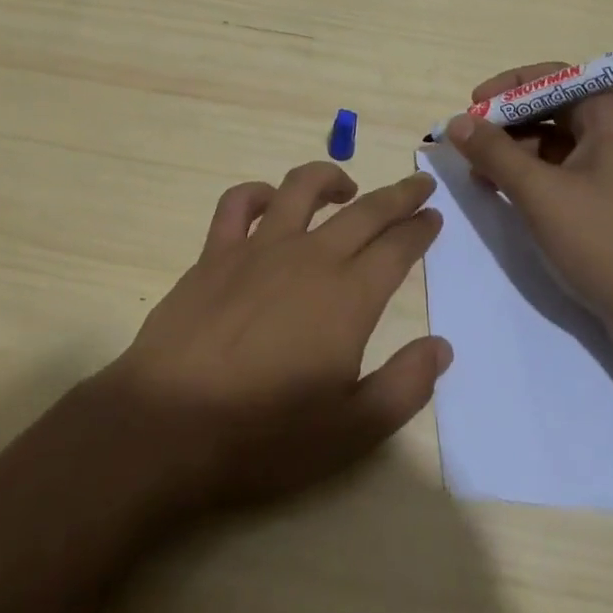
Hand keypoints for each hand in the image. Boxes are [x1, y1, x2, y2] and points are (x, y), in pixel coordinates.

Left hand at [97, 162, 450, 513]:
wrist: (170, 423)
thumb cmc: (265, 434)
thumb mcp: (352, 431)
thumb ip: (404, 386)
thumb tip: (441, 347)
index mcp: (348, 297)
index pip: (397, 248)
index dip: (420, 229)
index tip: (434, 216)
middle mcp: (309, 257)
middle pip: (365, 210)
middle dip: (398, 195)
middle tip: (419, 184)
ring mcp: (259, 248)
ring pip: (302, 188)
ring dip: (331, 177)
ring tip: (347, 186)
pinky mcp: (216, 252)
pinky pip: (239, 203)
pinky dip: (258, 192)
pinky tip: (270, 201)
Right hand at [445, 64, 612, 356]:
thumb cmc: (606, 244)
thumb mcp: (540, 194)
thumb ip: (494, 152)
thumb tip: (456, 121)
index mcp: (611, 117)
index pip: (552, 77)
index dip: (508, 87)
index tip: (471, 106)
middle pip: (551, 108)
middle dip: (506, 123)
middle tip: (468, 145)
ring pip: (553, 142)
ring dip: (514, 152)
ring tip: (479, 176)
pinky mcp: (611, 200)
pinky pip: (563, 171)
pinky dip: (531, 176)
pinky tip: (503, 193)